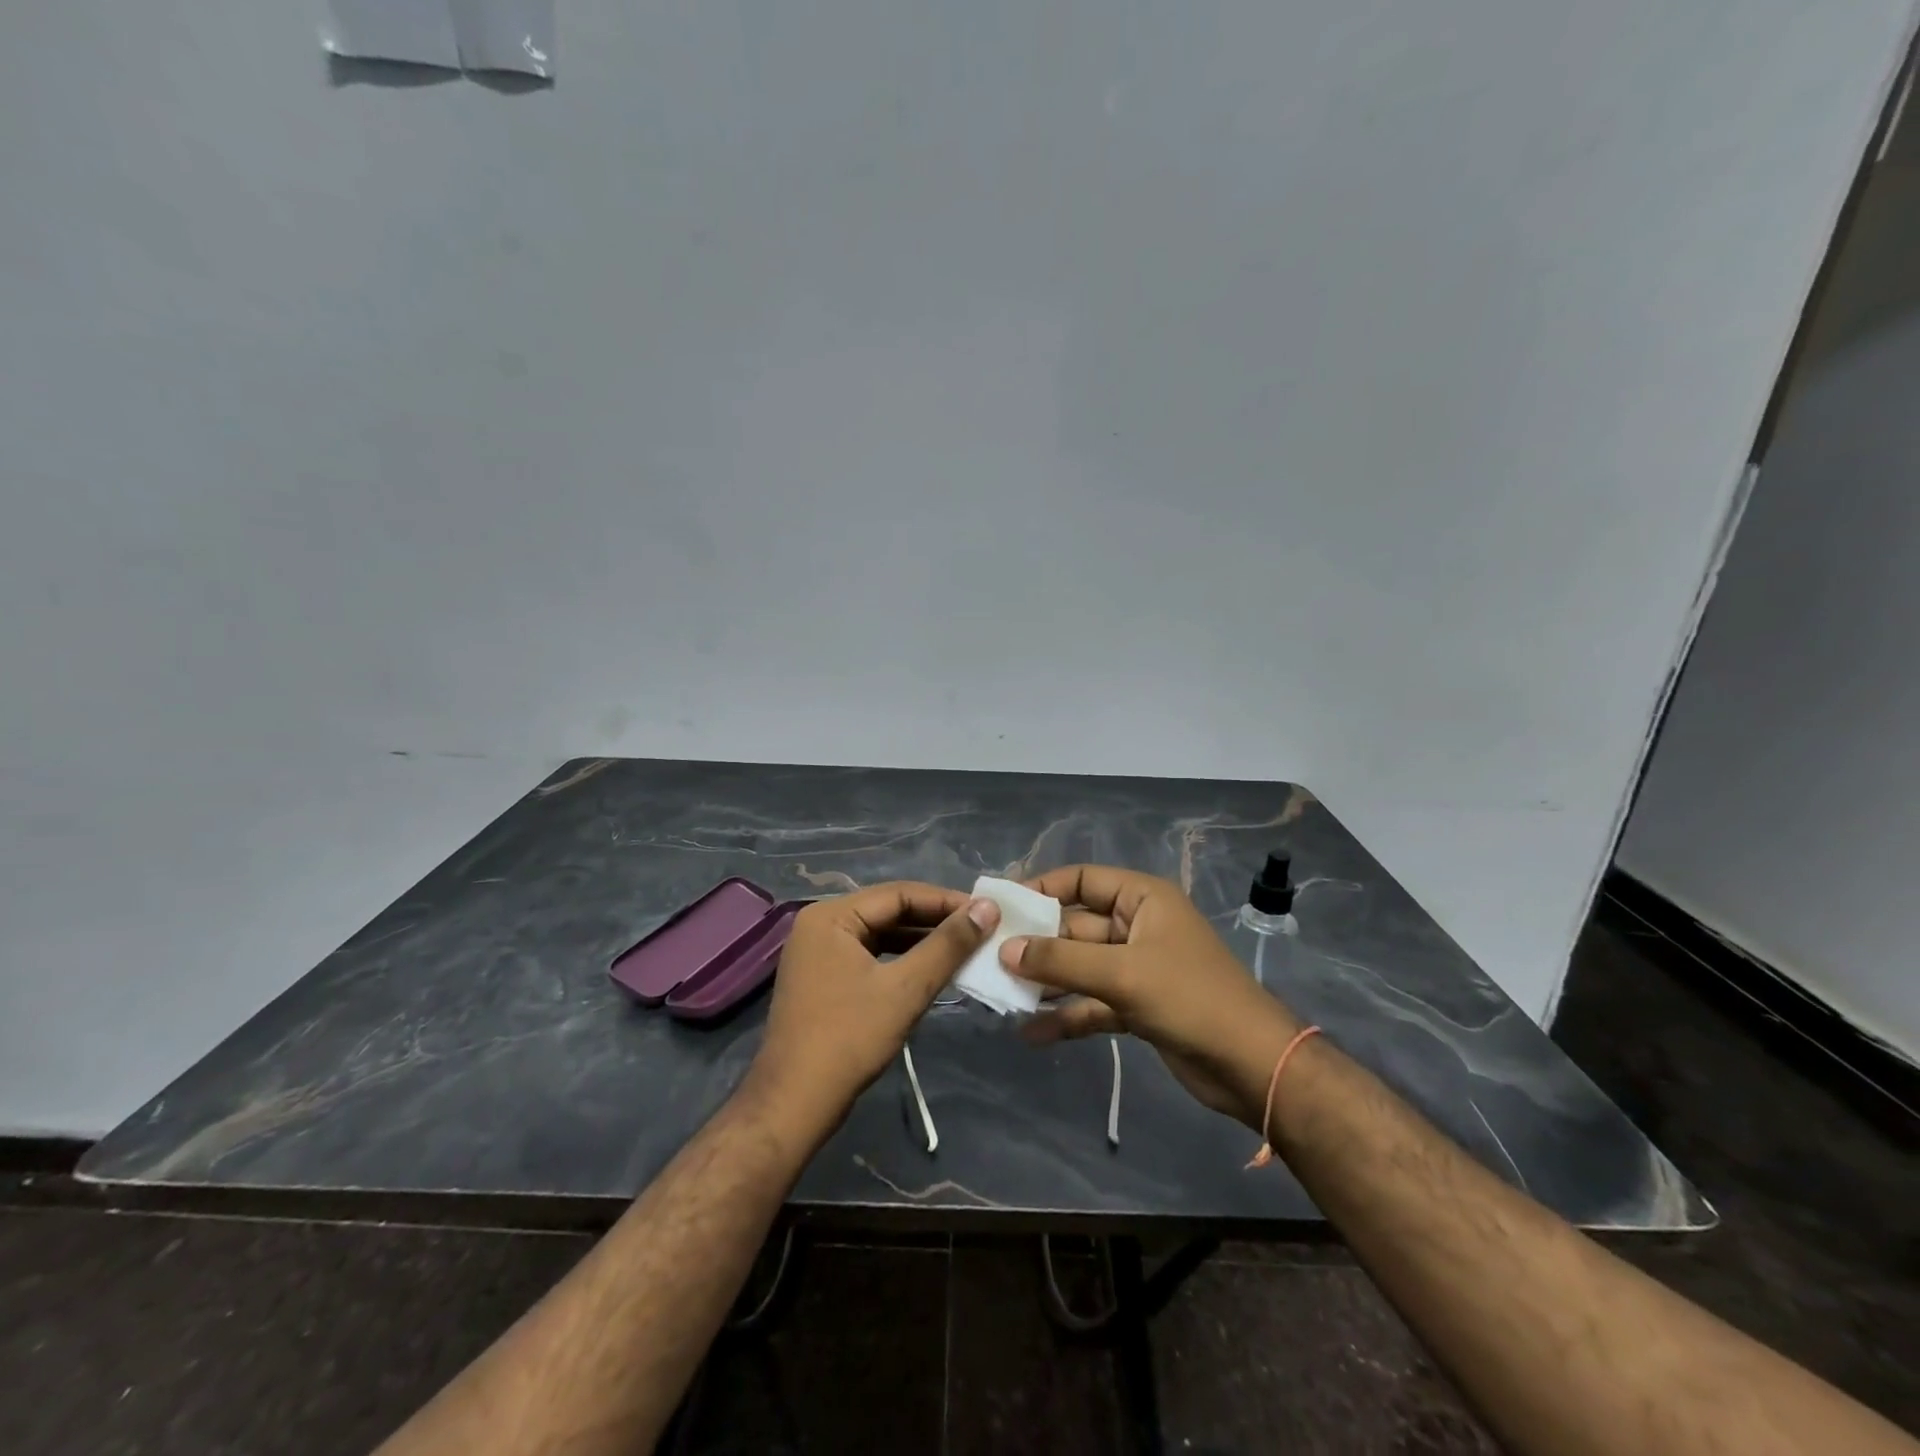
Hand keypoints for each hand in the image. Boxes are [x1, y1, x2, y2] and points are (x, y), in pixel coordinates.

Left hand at [747, 882, 998, 1136]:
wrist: (794, 1104)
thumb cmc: (849, 1039)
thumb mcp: (906, 988)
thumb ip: (948, 945)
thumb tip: (988, 908)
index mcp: (831, 915)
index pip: (899, 894)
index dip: (946, 901)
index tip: (987, 912)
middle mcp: (820, 924)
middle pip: (888, 911)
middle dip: (935, 921)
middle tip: (981, 929)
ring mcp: (818, 952)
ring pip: (881, 934)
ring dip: (921, 941)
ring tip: (963, 949)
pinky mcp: (823, 978)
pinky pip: (870, 956)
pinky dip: (901, 960)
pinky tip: (931, 971)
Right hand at [1006, 865, 1301, 1127]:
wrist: (1252, 1066)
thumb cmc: (1190, 998)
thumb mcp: (1122, 973)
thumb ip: (1061, 961)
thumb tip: (1005, 950)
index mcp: (1142, 899)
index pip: (1082, 880)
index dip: (1042, 888)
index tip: (1002, 906)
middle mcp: (1137, 926)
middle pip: (1075, 926)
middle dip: (1036, 943)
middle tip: (988, 957)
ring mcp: (1137, 967)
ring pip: (1080, 967)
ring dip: (1046, 981)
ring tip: (1000, 994)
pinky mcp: (1137, 1006)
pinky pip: (1092, 1002)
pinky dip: (1066, 1015)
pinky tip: (1031, 1032)